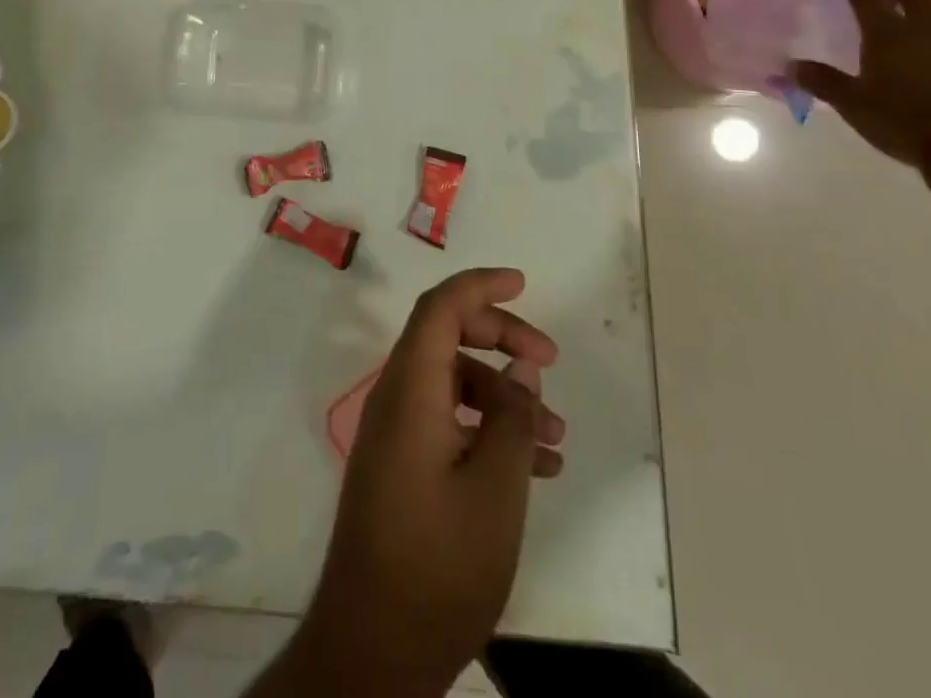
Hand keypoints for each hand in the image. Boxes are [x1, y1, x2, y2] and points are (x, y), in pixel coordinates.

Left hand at [292, 269, 563, 694]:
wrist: (373, 647)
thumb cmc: (439, 562)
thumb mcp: (495, 489)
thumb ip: (511, 418)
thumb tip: (519, 371)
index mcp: (410, 388)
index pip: (440, 308)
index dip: (480, 285)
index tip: (523, 283)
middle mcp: (396, 399)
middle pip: (448, 339)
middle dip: (501, 340)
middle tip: (550, 361)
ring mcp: (396, 434)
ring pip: (453, 385)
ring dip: (504, 397)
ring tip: (557, 437)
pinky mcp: (402, 467)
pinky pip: (448, 423)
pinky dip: (488, 430)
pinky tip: (534, 469)